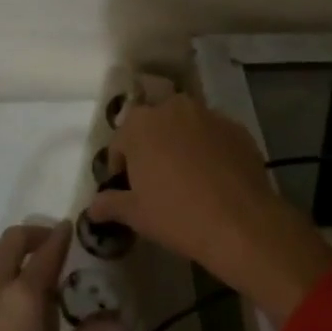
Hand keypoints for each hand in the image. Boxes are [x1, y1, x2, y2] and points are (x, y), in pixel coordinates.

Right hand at [89, 96, 331, 323]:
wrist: (240, 222)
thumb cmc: (176, 215)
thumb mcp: (136, 214)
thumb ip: (109, 204)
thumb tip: (91, 207)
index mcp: (140, 123)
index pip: (121, 140)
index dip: (120, 165)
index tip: (127, 187)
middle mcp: (173, 107)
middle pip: (154, 125)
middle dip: (152, 146)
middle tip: (156, 180)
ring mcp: (208, 114)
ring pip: (186, 126)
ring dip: (181, 144)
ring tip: (187, 177)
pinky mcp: (237, 128)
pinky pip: (214, 136)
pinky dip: (210, 149)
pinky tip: (215, 178)